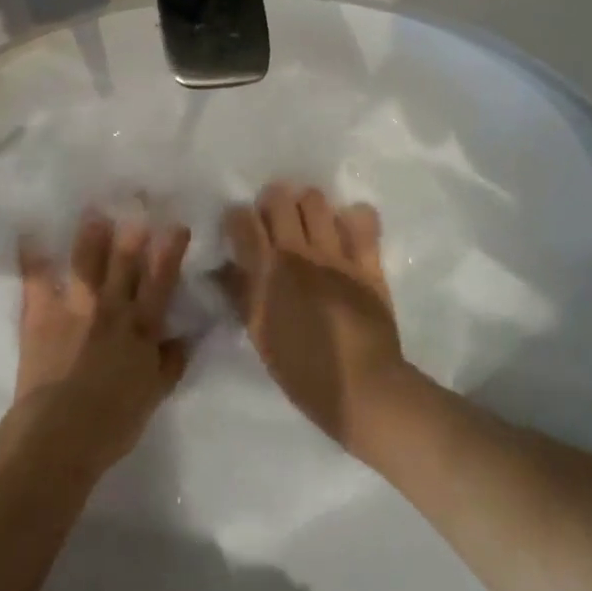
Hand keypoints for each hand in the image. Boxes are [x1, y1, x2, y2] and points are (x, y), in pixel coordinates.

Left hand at [10, 213, 191, 477]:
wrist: (61, 432)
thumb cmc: (113, 421)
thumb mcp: (153, 395)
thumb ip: (170, 362)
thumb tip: (187, 336)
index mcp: (142, 326)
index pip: (161, 280)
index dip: (170, 249)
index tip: (176, 223)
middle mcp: (112, 306)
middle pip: (125, 260)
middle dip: (132, 227)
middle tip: (136, 197)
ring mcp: (76, 305)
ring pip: (87, 259)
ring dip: (90, 232)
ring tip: (93, 208)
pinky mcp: (42, 311)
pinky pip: (37, 276)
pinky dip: (33, 254)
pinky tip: (29, 230)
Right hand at [220, 183, 409, 449]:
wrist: (364, 392)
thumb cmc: (303, 371)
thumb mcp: (260, 334)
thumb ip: (241, 294)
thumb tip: (223, 267)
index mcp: (266, 271)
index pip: (241, 219)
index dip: (237, 218)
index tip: (239, 228)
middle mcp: (298, 252)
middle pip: (278, 198)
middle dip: (271, 203)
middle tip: (273, 221)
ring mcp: (336, 254)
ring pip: (316, 200)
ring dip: (307, 206)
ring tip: (308, 222)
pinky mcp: (368, 261)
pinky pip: (363, 221)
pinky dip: (353, 218)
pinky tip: (347, 230)